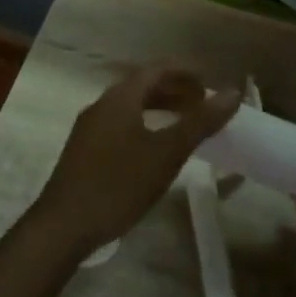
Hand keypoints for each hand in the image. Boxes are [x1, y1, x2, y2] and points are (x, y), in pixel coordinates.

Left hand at [32, 67, 240, 255]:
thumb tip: (232, 93)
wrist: (63, 227)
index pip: (157, 69)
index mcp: (120, 98)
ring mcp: (89, 128)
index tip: (210, 84)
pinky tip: (154, 149)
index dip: (186, 73)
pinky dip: (144, 124)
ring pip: (130, 107)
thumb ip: (200, 122)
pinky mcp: (83, 151)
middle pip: (143, 86)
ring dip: (159, 108)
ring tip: (184, 125)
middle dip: (174, 91)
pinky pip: (120, 124)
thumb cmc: (119, 184)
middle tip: (202, 105)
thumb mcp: (167, 153)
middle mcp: (102, 105)